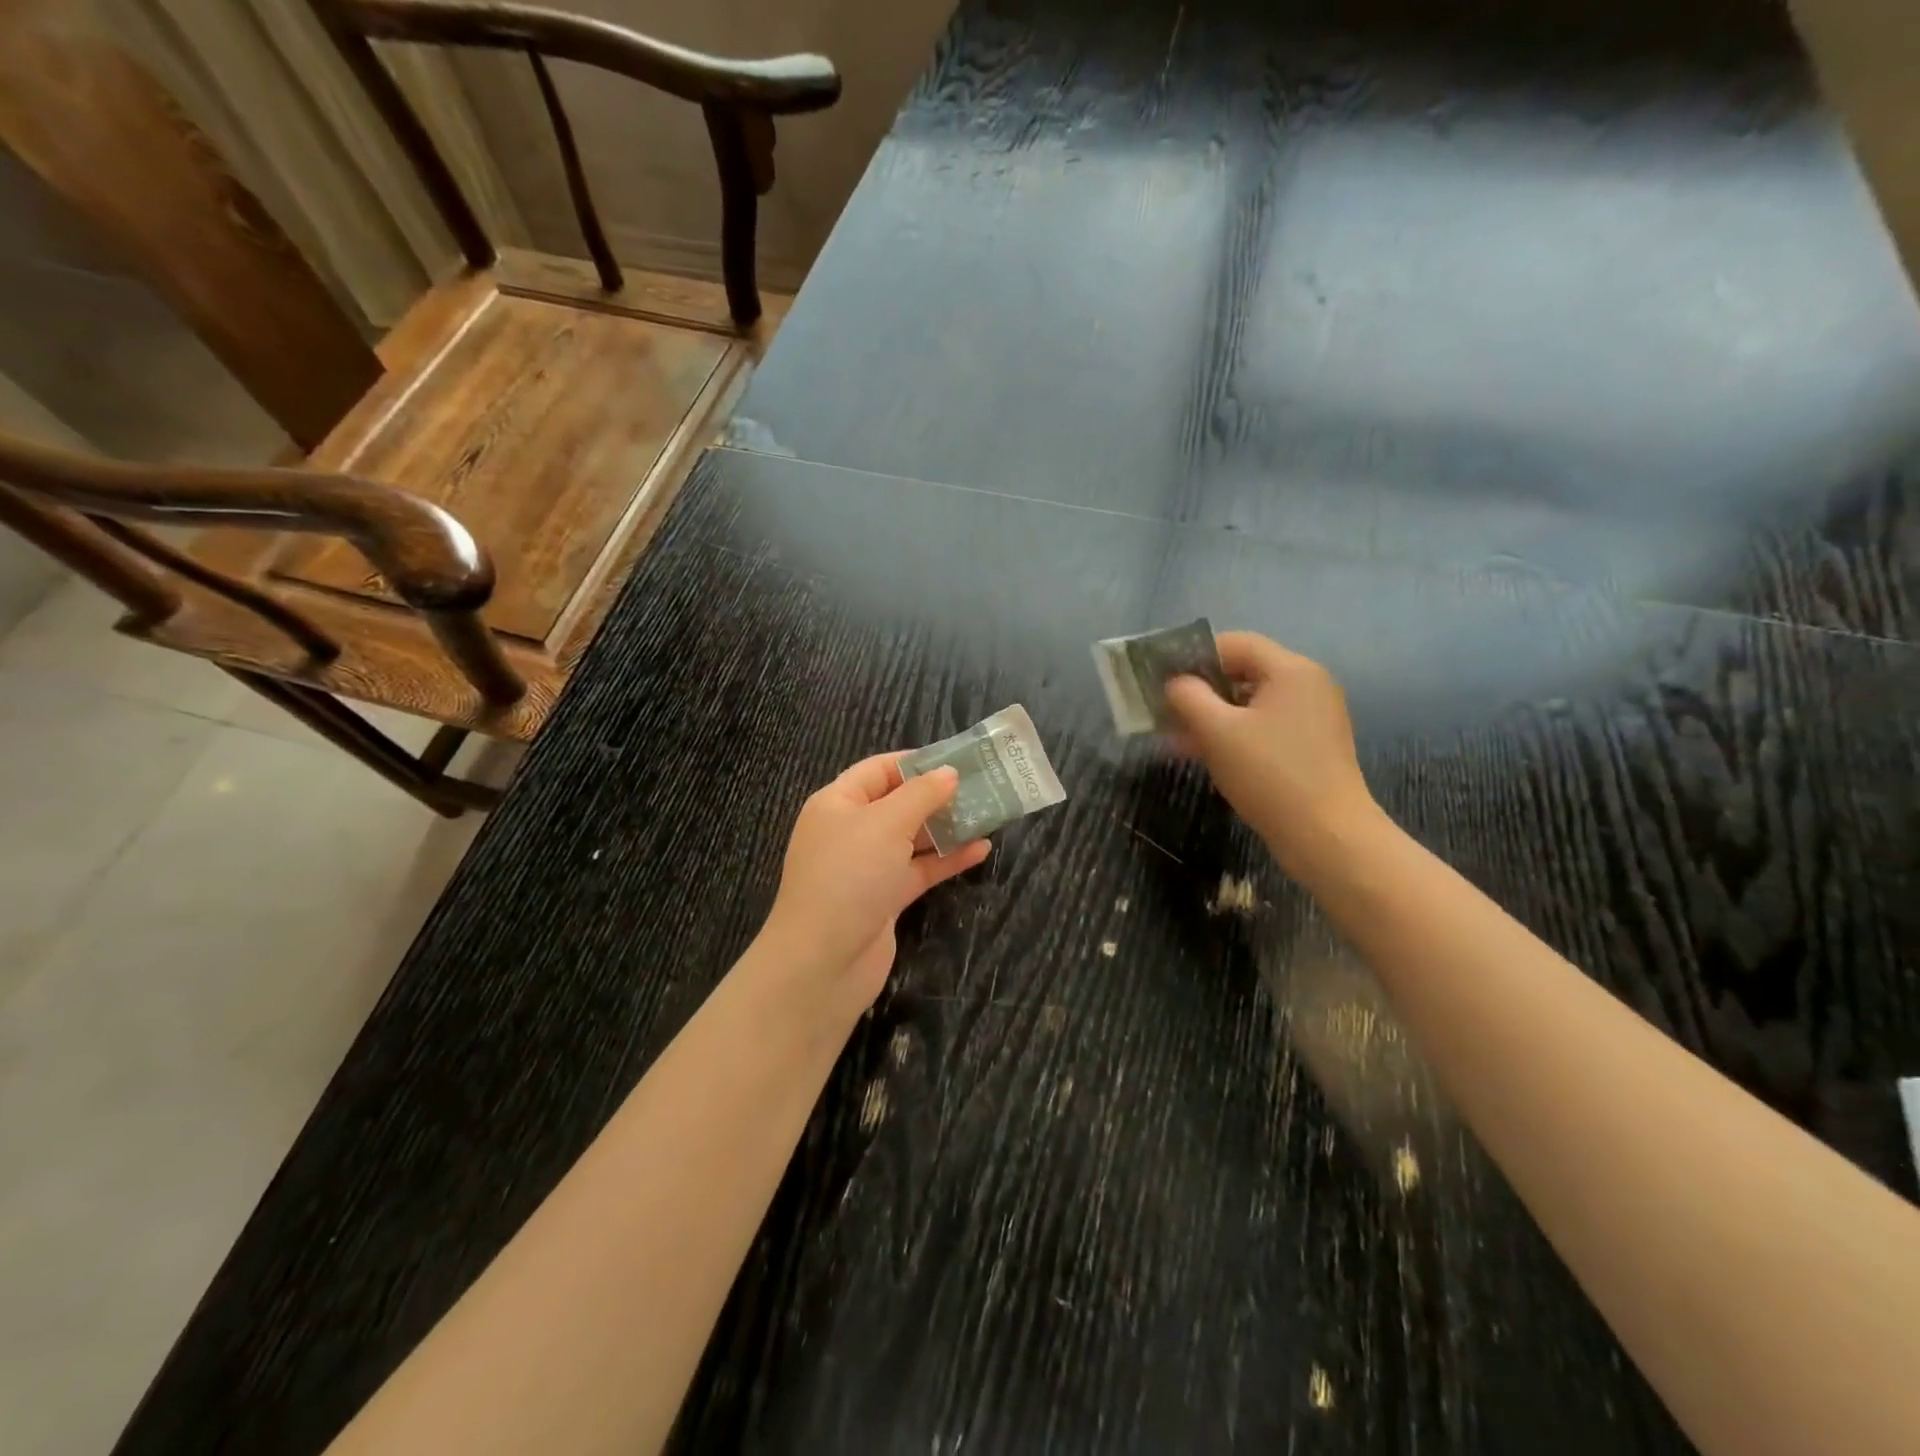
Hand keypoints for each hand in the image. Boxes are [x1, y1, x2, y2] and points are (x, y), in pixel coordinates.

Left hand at [759, 754, 991, 1019]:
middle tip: (983, 787)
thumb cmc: (849, 876)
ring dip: (947, 827)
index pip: (879, 770)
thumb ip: (921, 794)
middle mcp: (850, 831)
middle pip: (899, 803)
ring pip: (913, 838)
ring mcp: (868, 867)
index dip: (916, 762)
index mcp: (838, 803)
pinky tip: (981, 849)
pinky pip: (920, 869)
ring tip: (990, 814)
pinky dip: (948, 860)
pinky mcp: (885, 898)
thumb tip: (949, 772)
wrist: (823, 962)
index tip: (958, 760)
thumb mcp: (886, 824)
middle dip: (938, 795)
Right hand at [1164, 632, 1380, 880]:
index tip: (1162, 678)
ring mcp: (1313, 717)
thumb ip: (1189, 697)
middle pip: (1244, 672)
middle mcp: (1307, 685)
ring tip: (1175, 736)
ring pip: (1251, 703)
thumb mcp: (1217, 732)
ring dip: (1212, 715)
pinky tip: (1203, 753)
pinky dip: (1234, 733)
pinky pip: (1264, 726)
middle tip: (1164, 709)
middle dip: (1200, 690)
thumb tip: (1175, 683)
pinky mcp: (1311, 746)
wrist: (1327, 836)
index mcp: (1291, 670)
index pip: (1235, 643)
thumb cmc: (1270, 775)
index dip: (1194, 656)